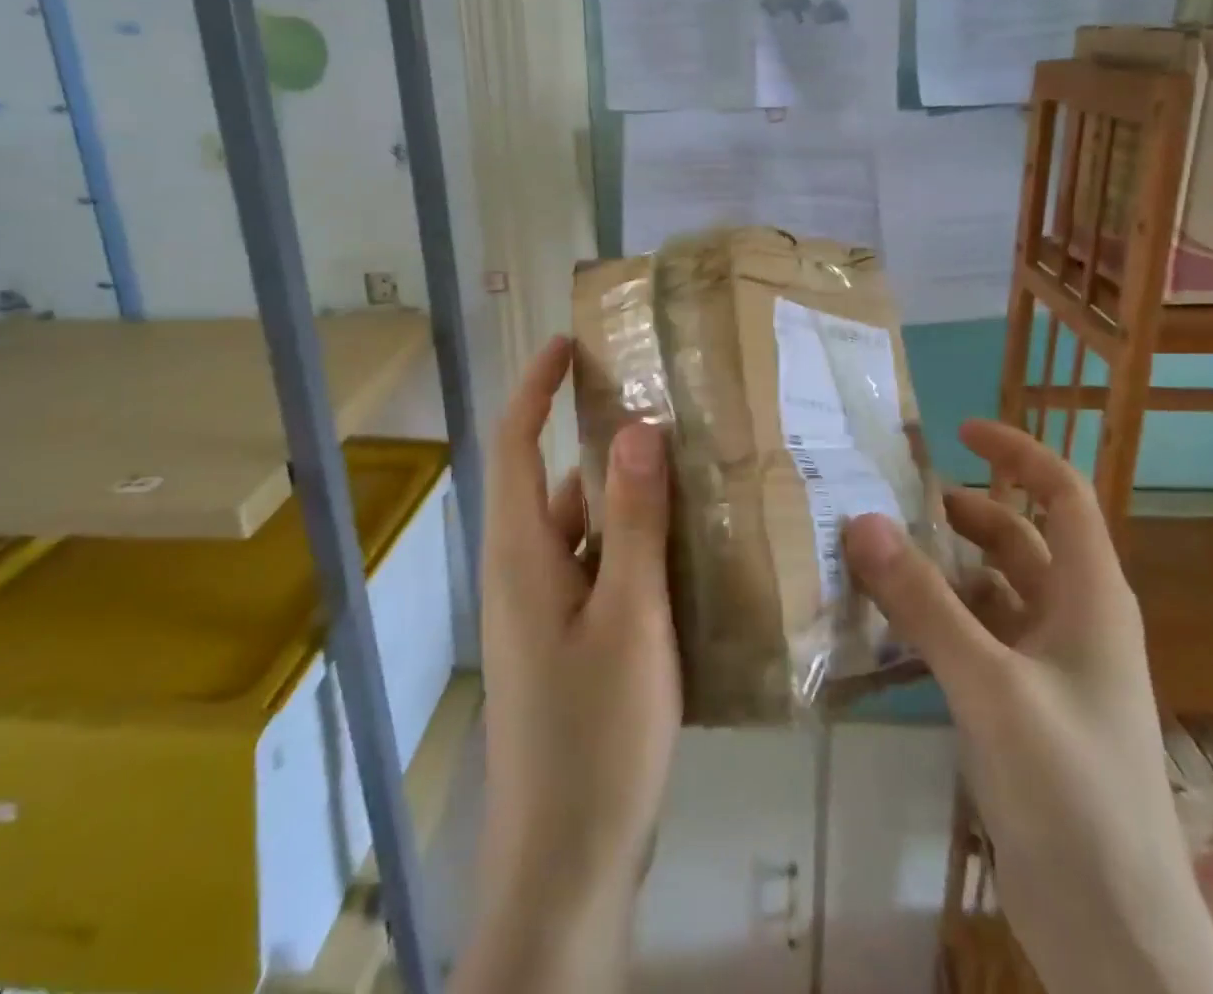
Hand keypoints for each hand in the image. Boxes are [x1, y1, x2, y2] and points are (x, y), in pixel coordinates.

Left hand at [455, 335, 679, 993]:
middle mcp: (525, 571)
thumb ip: (633, 521)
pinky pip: (601, 570)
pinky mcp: (570, 643)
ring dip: (627, 497)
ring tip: (695, 469)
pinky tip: (691, 550)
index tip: (569, 342)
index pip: (517, 443)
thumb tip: (637, 427)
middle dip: (602, 438)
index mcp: (522, 553)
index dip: (536, 386)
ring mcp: (546, 612)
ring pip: (586, 528)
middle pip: (557, 482)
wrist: (565, 870)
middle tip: (668, 406)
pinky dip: (636, 546)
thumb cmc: (595, 737)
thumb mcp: (628, 618)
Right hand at [844, 420, 1212, 993]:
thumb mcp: (990, 685)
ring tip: (878, 554)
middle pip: (1019, 539)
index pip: (1062, 494)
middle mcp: (1075, 622)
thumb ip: (923, 603)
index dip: (1017, 453)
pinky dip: (938, 619)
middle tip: (895, 497)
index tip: (958, 430)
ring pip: (993, 591)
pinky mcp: (1024, 710)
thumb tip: (861, 520)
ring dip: (943, 567)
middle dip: (964, 511)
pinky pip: (977, 639)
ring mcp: (1051, 670)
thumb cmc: (1072, 792)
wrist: (1117, 937)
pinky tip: (889, 625)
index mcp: (1091, 598)